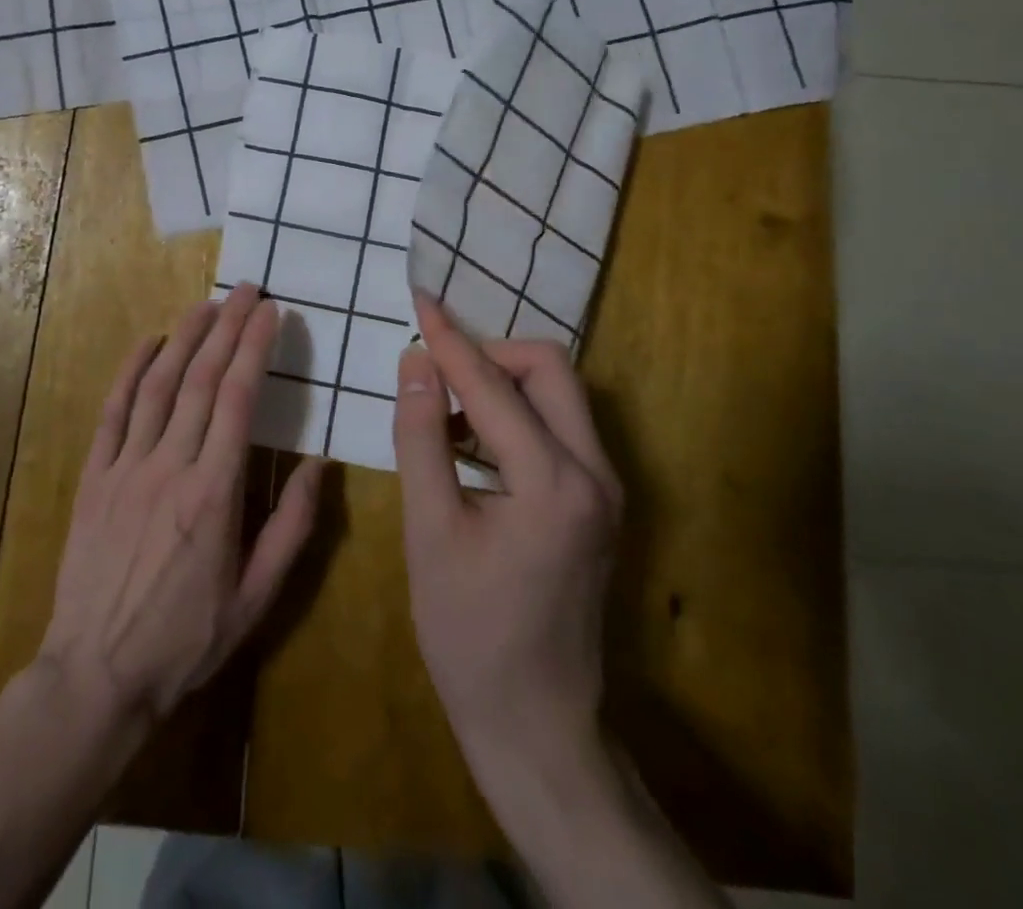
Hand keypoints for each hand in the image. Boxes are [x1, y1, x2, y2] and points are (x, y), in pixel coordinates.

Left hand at [37, 283, 325, 725]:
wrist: (95, 675)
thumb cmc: (186, 639)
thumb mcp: (257, 598)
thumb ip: (292, 527)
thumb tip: (320, 464)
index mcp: (214, 492)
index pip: (238, 399)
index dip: (255, 348)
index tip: (272, 312)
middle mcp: (170, 465)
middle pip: (201, 379)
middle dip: (227, 327)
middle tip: (247, 290)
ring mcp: (126, 467)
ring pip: (158, 385)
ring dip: (184, 337)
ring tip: (207, 304)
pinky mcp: (94, 477)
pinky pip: (113, 412)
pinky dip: (131, 371)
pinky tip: (149, 342)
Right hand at [393, 291, 622, 768]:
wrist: (537, 724)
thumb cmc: (470, 634)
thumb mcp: (430, 532)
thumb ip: (420, 438)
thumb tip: (415, 363)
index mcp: (553, 481)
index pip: (492, 384)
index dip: (448, 339)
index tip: (418, 299)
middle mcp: (595, 472)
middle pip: (549, 368)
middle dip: (489, 353)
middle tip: (434, 369)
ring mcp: (607, 487)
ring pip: (559, 393)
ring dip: (503, 382)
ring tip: (444, 404)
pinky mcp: (600, 501)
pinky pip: (560, 426)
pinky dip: (516, 413)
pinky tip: (472, 440)